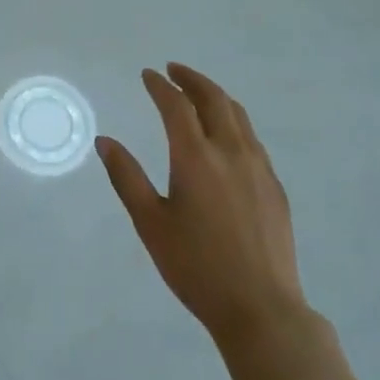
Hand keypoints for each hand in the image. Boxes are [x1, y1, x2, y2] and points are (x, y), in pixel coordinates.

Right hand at [97, 64, 307, 346]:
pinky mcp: (274, 185)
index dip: (160, 85)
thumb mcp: (150, 223)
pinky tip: (226, 136)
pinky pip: (252, 138)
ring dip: (215, 96)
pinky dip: (233, 121)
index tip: (148, 75)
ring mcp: (258, 167)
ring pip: (238, 115)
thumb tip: (105, 141)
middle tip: (173, 71)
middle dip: (191, 79)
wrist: (261, 308)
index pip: (176, 105)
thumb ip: (126, 177)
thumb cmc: (196, 267)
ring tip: (199, 94)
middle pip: (213, 98)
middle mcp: (230, 151)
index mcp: (196, 157)